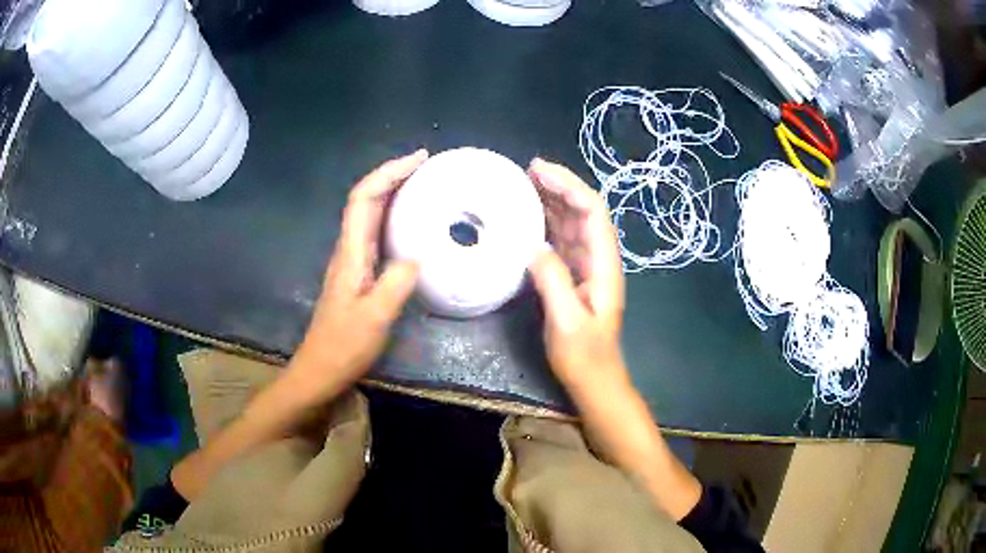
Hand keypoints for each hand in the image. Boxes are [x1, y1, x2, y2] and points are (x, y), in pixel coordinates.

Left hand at [293, 150, 427, 398]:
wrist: (320, 371)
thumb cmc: (343, 346)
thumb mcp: (374, 317)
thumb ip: (396, 283)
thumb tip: (418, 255)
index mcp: (350, 252)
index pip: (363, 198)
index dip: (388, 173)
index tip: (418, 160)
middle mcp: (349, 249)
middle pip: (366, 199)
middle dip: (393, 175)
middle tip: (427, 166)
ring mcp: (352, 262)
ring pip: (371, 214)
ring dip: (393, 193)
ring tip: (424, 185)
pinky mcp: (359, 275)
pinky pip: (377, 234)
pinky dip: (394, 218)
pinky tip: (413, 225)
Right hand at [528, 159, 701, 519]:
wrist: (594, 383)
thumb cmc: (585, 358)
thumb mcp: (567, 322)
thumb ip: (553, 282)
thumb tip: (533, 247)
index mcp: (603, 265)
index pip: (593, 212)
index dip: (570, 186)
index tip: (540, 171)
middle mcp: (597, 260)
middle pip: (583, 212)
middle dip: (559, 186)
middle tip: (526, 171)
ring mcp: (584, 269)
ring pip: (570, 224)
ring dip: (551, 201)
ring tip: (523, 185)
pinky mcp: (571, 279)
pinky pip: (559, 243)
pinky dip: (544, 225)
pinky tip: (526, 219)